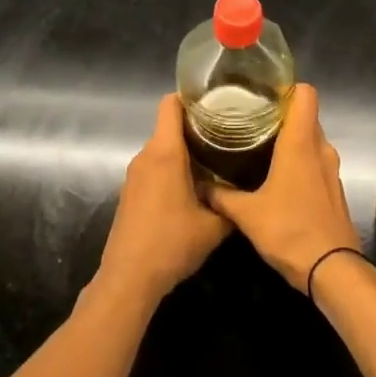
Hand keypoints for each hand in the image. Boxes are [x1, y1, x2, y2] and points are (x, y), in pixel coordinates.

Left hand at [98, 95, 231, 305]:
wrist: (129, 278)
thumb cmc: (171, 244)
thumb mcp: (214, 226)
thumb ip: (232, 204)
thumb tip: (246, 194)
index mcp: (165, 153)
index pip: (171, 104)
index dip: (191, 98)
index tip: (217, 103)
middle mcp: (146, 156)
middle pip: (169, 126)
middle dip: (197, 127)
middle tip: (228, 135)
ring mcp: (134, 175)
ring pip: (162, 149)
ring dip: (185, 152)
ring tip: (216, 161)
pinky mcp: (130, 192)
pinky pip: (154, 168)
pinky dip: (172, 169)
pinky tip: (194, 187)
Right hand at [206, 85, 360, 291]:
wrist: (332, 269)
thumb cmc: (289, 231)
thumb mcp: (247, 214)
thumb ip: (221, 197)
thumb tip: (199, 187)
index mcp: (301, 143)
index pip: (306, 94)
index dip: (287, 87)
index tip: (262, 93)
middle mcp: (320, 149)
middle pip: (307, 116)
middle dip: (282, 114)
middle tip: (251, 119)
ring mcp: (331, 170)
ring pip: (312, 141)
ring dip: (291, 140)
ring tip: (260, 146)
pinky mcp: (334, 189)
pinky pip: (316, 162)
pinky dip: (300, 161)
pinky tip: (277, 176)